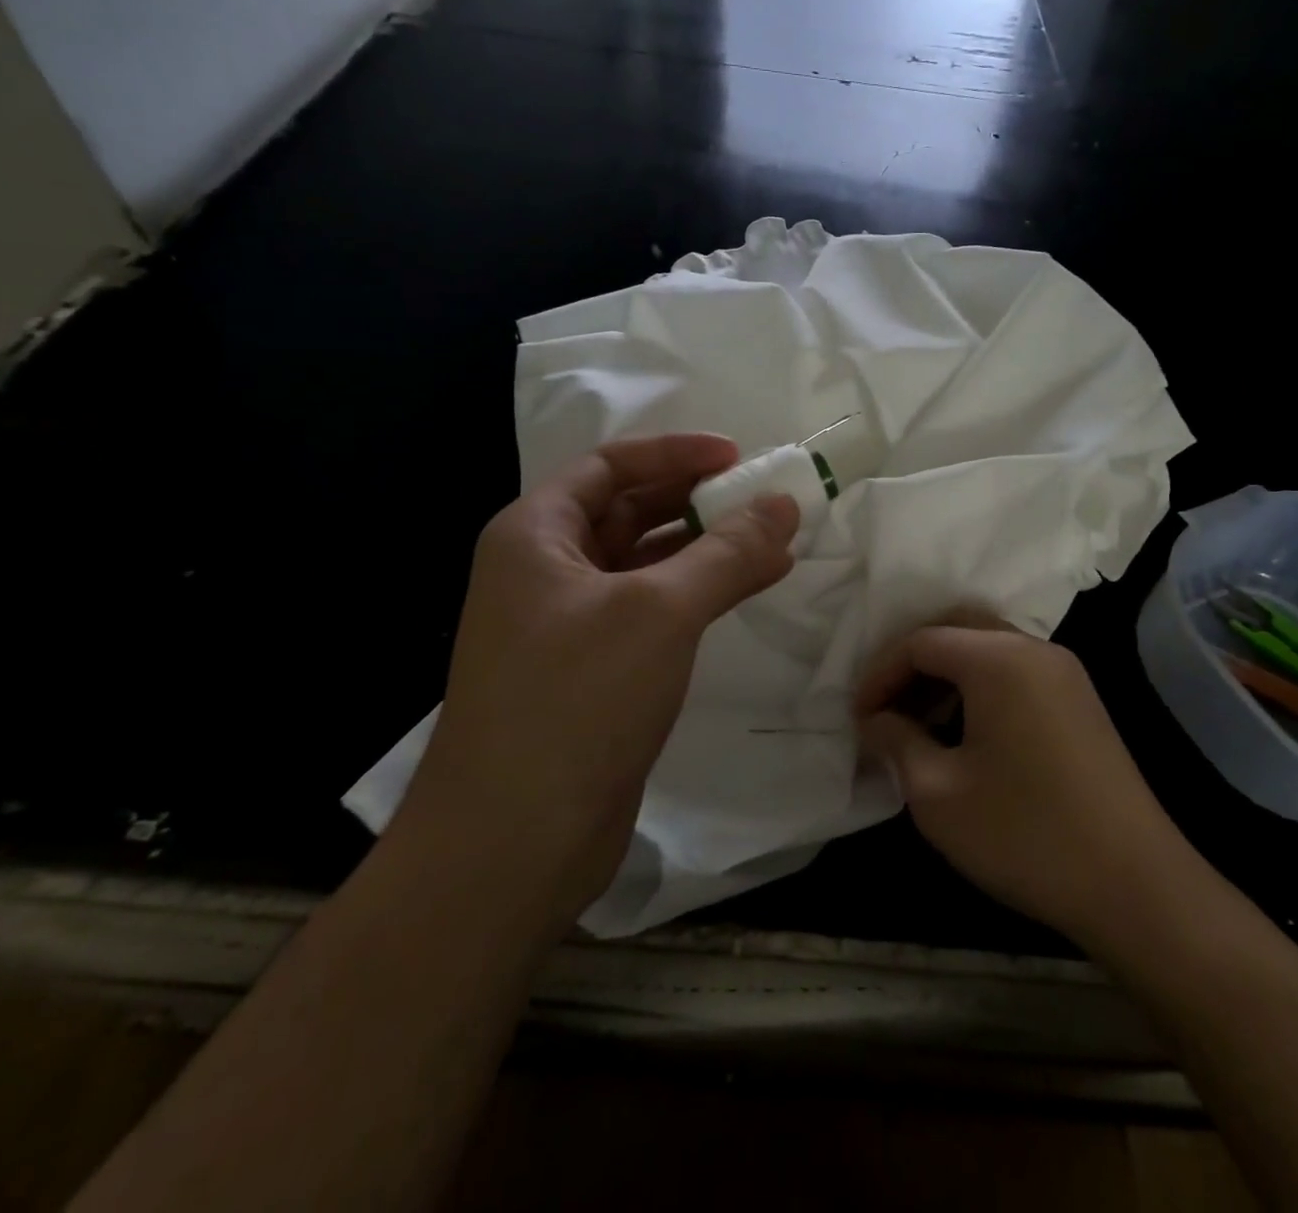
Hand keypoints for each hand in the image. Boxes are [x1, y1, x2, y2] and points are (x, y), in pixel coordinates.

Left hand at [400, 434, 798, 931]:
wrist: (512, 844)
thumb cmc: (575, 701)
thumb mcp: (659, 611)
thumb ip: (727, 553)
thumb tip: (785, 504)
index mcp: (535, 534)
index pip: (609, 466)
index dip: (674, 454)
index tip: (738, 458)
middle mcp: (544, 570)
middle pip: (628, 512)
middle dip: (697, 502)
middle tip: (765, 501)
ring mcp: (567, 625)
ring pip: (645, 565)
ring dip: (706, 551)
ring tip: (775, 544)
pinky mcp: (592, 672)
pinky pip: (651, 612)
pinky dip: (697, 596)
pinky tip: (746, 592)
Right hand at [855, 618, 1181, 946]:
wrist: (1137, 888)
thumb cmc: (1025, 836)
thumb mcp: (938, 794)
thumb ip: (896, 742)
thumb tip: (875, 720)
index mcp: (998, 659)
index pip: (920, 642)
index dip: (880, 674)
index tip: (859, 718)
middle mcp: (1035, 649)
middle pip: (956, 630)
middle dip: (912, 664)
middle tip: (886, 709)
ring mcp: (1065, 673)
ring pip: (988, 649)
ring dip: (946, 676)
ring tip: (919, 725)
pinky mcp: (1081, 701)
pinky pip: (1016, 672)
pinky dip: (979, 688)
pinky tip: (965, 734)